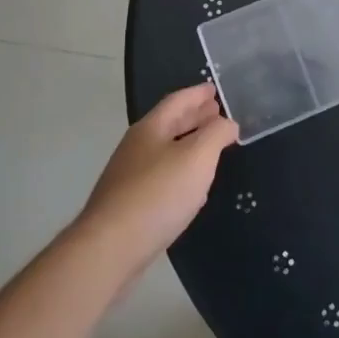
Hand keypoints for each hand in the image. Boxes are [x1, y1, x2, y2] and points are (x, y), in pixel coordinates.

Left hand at [75, 83, 237, 278]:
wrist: (110, 248)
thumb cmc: (158, 194)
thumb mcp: (197, 157)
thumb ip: (216, 134)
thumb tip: (228, 123)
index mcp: (151, 128)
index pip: (177, 101)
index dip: (197, 94)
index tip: (214, 88)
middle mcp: (136, 147)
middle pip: (169, 124)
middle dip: (194, 116)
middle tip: (216, 112)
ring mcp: (129, 176)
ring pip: (164, 150)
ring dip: (187, 143)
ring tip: (209, 145)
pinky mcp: (128, 205)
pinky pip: (160, 175)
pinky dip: (179, 169)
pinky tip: (190, 184)